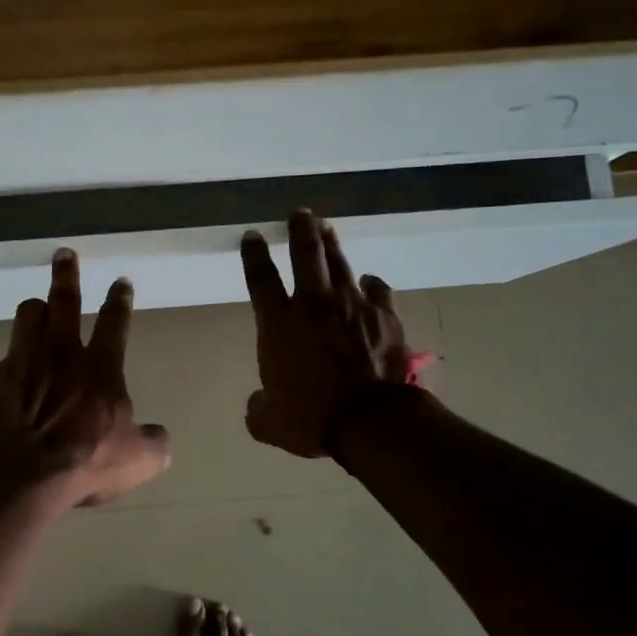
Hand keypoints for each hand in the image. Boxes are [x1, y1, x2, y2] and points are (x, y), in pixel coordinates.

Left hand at [0, 249, 171, 506]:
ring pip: (24, 316)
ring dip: (29, 313)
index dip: (120, 300)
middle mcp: (61, 353)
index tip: (121, 282)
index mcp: (100, 367)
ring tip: (32, 312)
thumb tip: (159, 436)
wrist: (30, 476)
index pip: (115, 322)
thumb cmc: (88, 463)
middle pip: (65, 300)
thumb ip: (155, 442)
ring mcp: (21, 362)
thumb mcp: (140, 459)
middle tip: (64, 254)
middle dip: (66, 274)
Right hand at [241, 210, 415, 458]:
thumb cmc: (312, 418)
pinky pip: (376, 290)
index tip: (251, 235)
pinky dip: (370, 284)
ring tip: (327, 227)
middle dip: (300, 229)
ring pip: (340, 263)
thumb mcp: (269, 422)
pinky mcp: (384, 316)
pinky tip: (368, 282)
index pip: (260, 278)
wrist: (371, 421)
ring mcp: (353, 305)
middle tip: (300, 213)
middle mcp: (314, 304)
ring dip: (331, 243)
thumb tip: (258, 403)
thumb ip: (259, 407)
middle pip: (306, 254)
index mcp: (279, 324)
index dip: (253, 254)